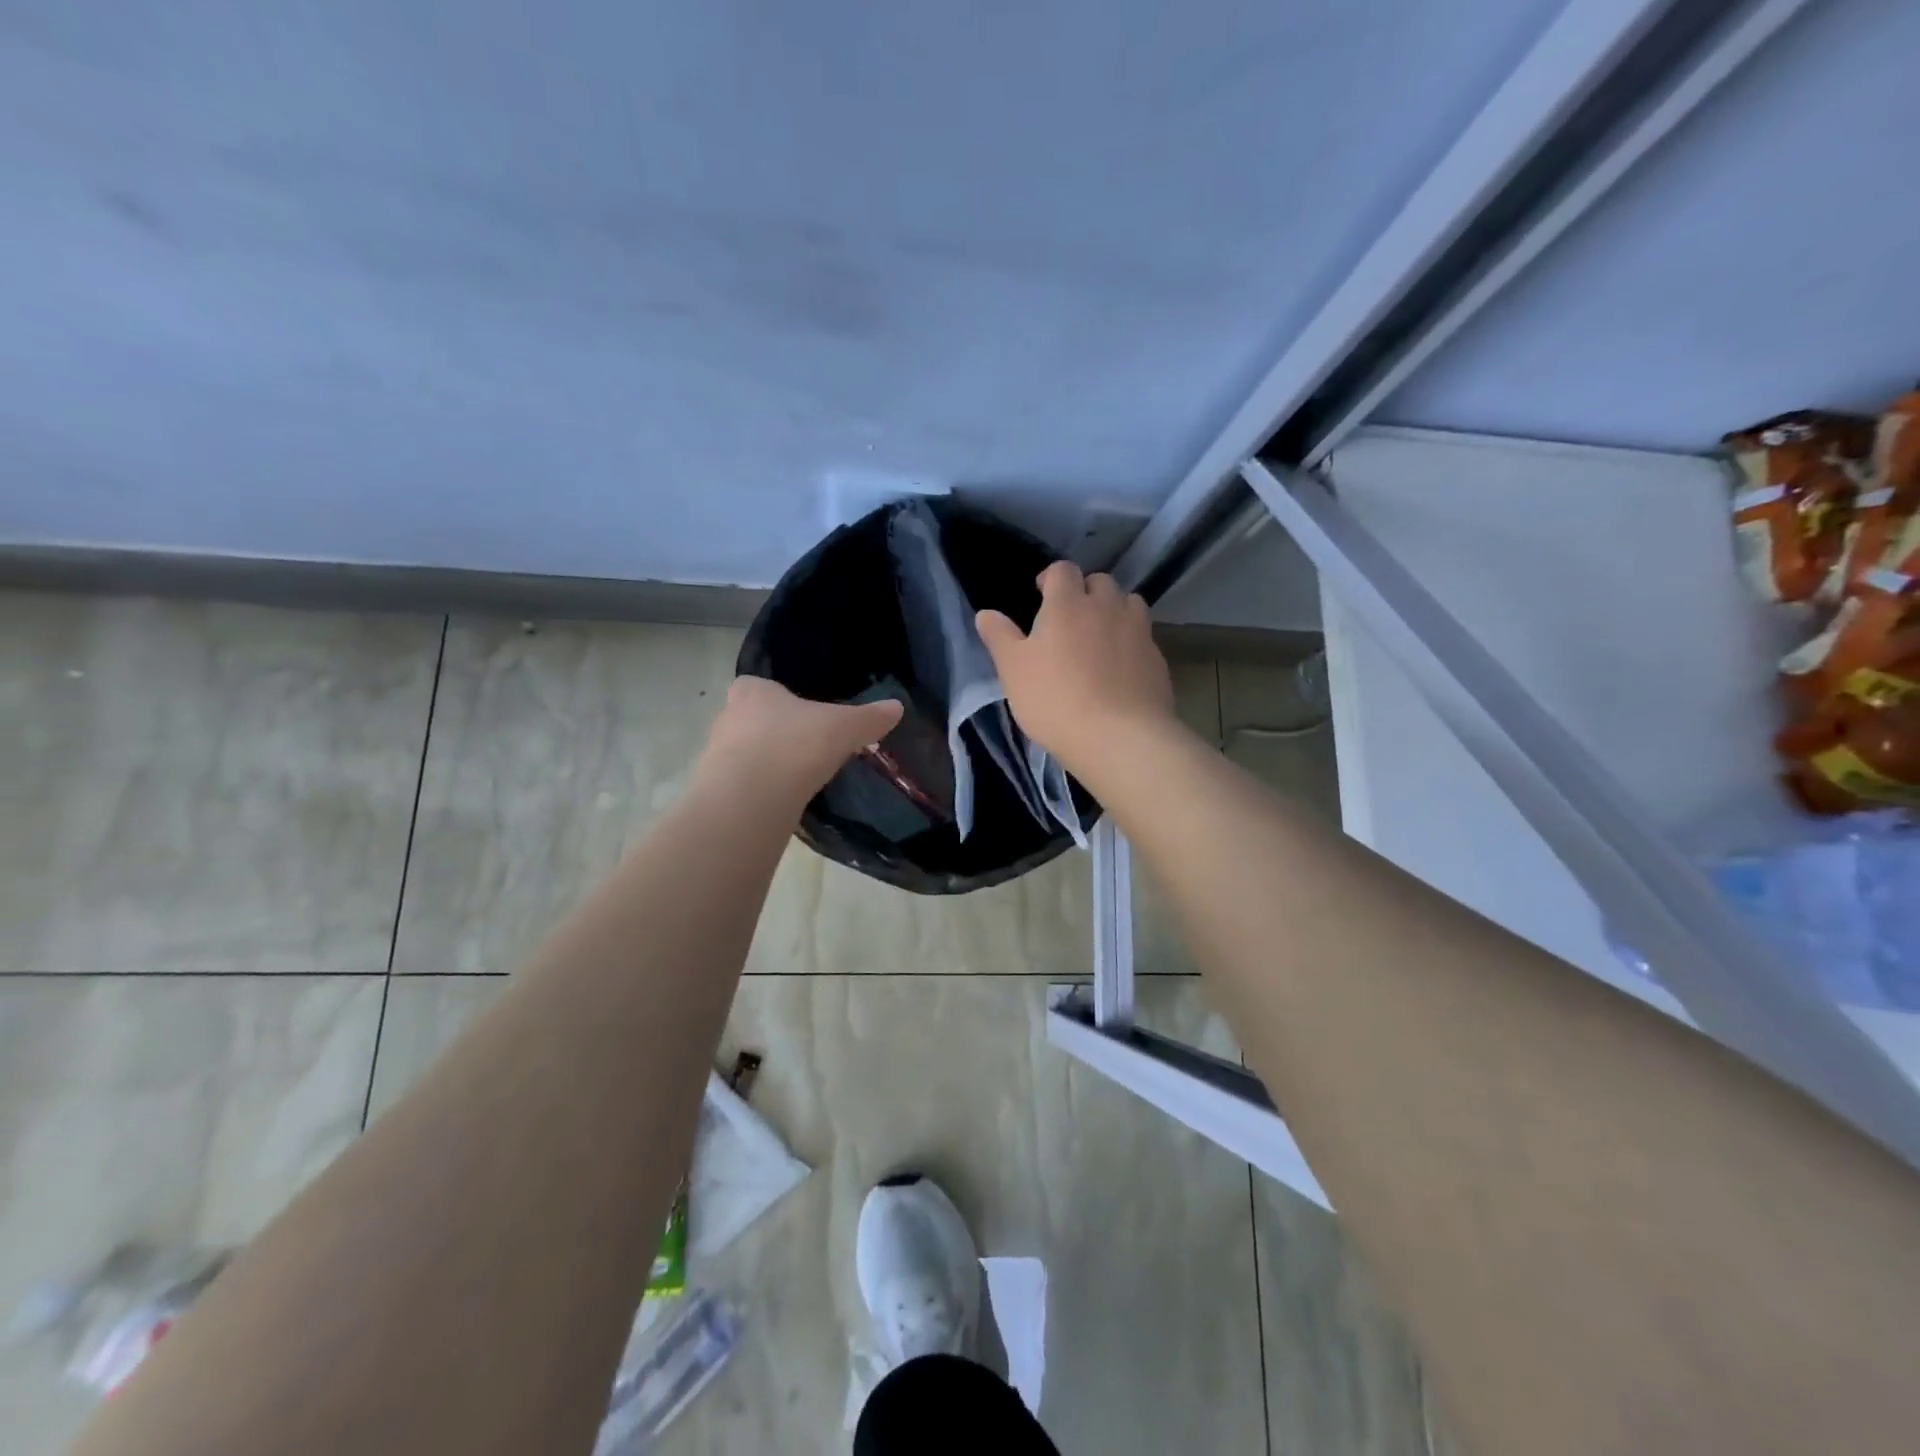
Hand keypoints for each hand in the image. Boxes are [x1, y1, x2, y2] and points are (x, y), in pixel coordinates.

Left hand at [699, 677, 903, 800]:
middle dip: (773, 732)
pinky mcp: (717, 790)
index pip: (757, 686)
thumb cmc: (796, 744)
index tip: (801, 715)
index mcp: (753, 691)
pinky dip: (760, 790)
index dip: (777, 698)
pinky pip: (742, 784)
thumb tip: (897, 707)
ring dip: (765, 763)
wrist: (752, 796)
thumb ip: (869, 718)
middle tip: (804, 747)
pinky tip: (782, 801)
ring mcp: (716, 755)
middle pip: (751, 720)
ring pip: (744, 753)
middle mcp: (728, 717)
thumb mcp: (844, 727)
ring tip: (797, 778)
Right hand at [976, 562, 1175, 772]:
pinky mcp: (1158, 659)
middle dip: (1085, 592)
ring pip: (1129, 604)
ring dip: (1114, 611)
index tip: (1041, 595)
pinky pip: (1143, 638)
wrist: (1119, 737)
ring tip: (1100, 637)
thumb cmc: (1055, 699)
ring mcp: (1138, 631)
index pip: (1062, 570)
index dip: (1051, 578)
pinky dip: (1131, 643)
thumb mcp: (1013, 670)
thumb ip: (999, 637)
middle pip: (1100, 582)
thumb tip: (985, 613)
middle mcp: (1107, 607)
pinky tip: (1120, 669)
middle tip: (1070, 619)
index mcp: (1068, 603)